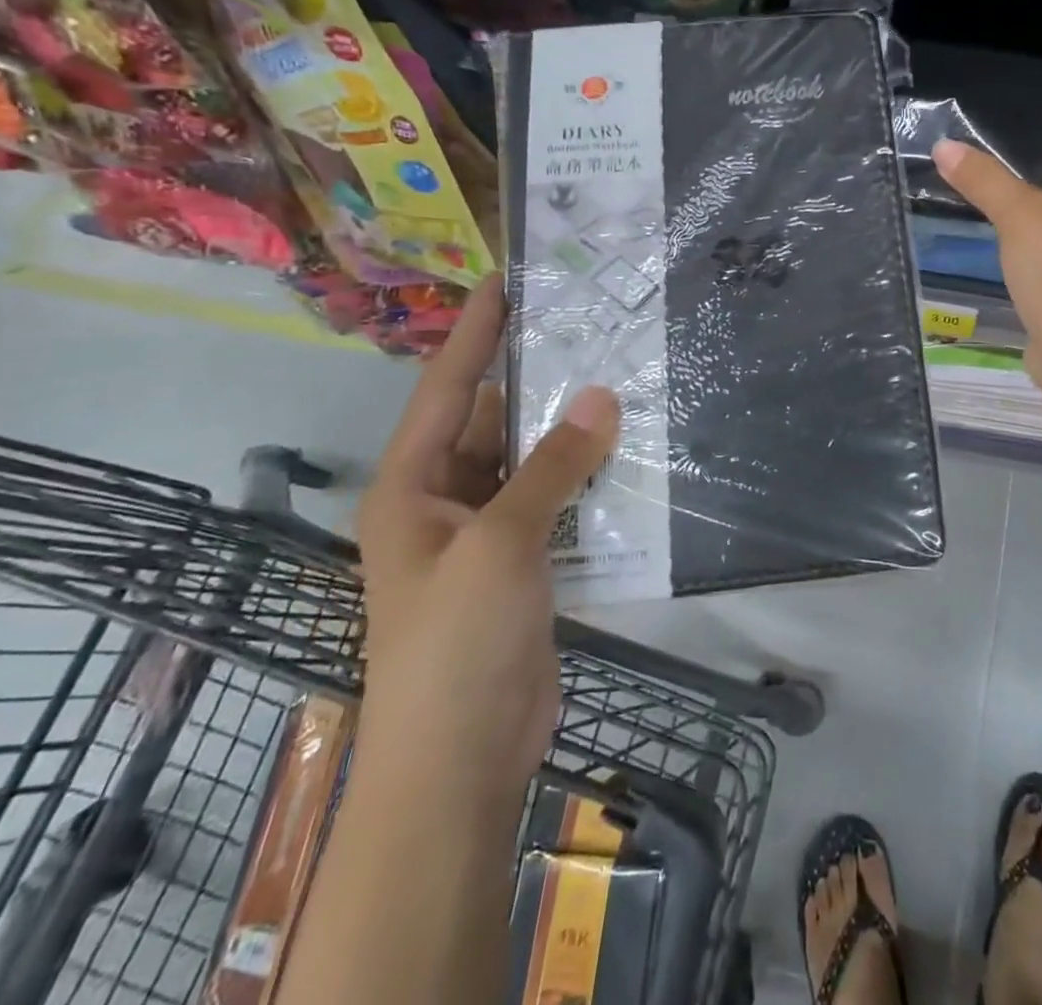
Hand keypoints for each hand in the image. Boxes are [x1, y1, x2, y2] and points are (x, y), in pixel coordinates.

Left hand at [353, 274, 619, 795]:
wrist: (461, 759)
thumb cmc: (456, 642)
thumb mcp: (501, 544)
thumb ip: (552, 467)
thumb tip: (601, 395)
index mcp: (413, 486)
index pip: (446, 389)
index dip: (474, 333)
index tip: (504, 281)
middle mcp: (445, 500)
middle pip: (493, 421)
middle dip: (536, 378)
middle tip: (587, 327)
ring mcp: (487, 534)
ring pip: (531, 462)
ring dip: (569, 431)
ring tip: (620, 378)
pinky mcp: (524, 564)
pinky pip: (557, 501)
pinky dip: (586, 478)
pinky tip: (628, 451)